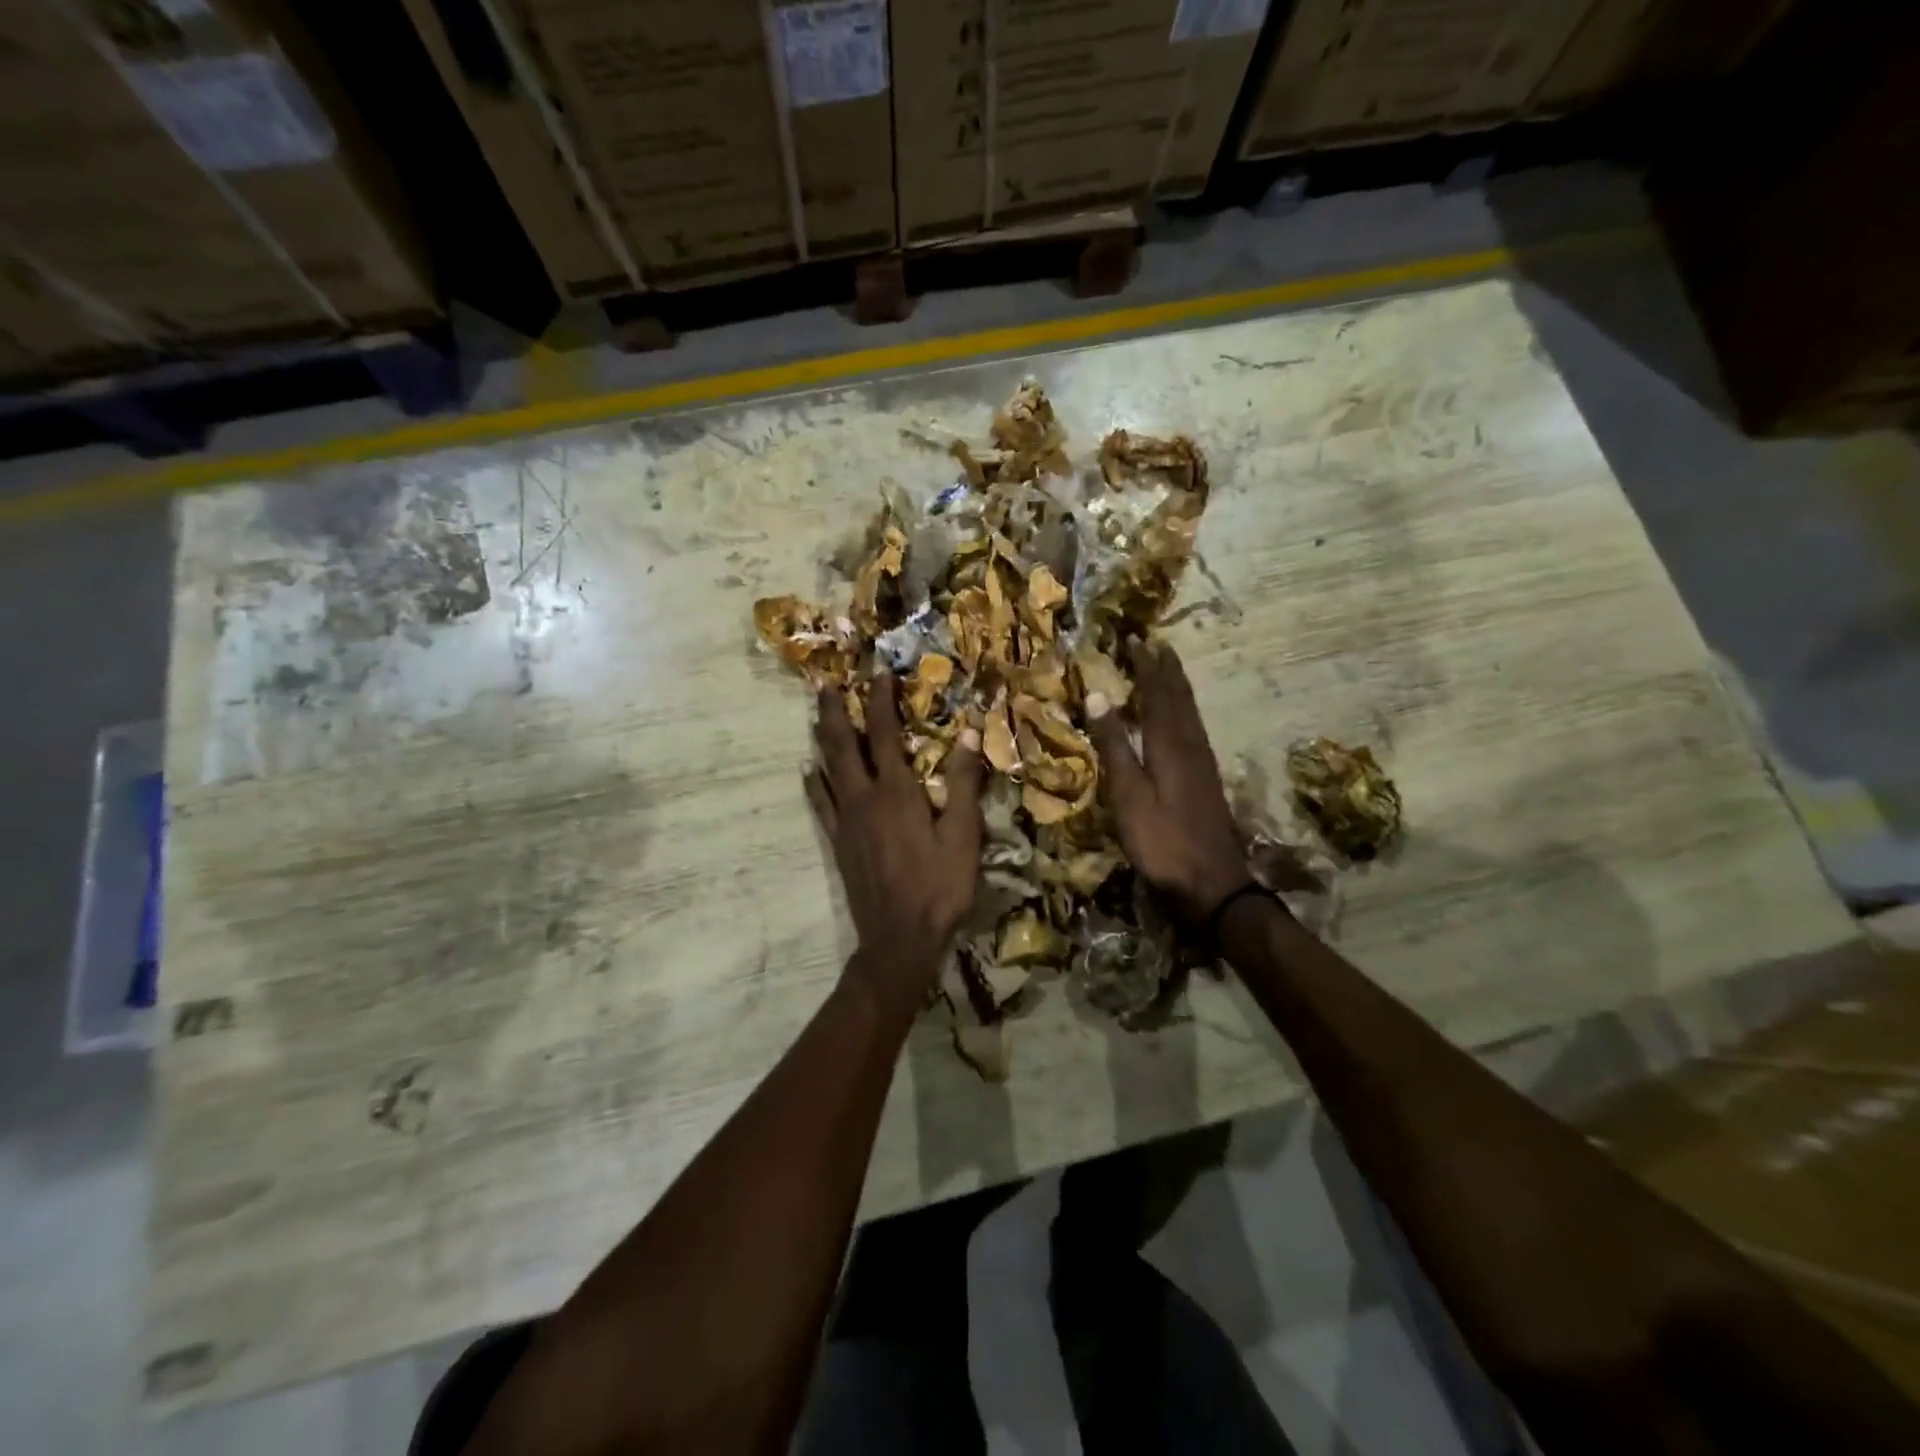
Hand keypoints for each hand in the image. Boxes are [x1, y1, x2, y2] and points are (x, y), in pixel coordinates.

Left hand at [806, 675, 983, 1007]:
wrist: (899, 939)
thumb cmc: (939, 887)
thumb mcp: (963, 835)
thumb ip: (962, 783)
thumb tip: (967, 733)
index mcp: (896, 792)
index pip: (882, 734)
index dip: (879, 702)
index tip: (878, 675)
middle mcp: (863, 798)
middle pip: (842, 744)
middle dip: (834, 711)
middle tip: (825, 683)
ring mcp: (845, 820)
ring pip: (827, 768)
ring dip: (821, 738)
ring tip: (815, 714)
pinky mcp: (838, 842)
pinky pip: (820, 803)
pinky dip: (814, 781)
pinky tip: (808, 769)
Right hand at [1087, 642, 1248, 922]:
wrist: (1213, 883)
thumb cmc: (1162, 840)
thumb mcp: (1128, 795)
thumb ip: (1115, 746)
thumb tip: (1098, 695)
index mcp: (1169, 743)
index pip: (1157, 692)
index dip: (1146, 665)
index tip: (1135, 639)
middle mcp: (1190, 744)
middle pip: (1179, 696)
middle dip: (1165, 669)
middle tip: (1155, 644)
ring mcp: (1203, 762)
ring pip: (1190, 712)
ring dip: (1177, 686)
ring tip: (1167, 668)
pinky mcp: (1206, 779)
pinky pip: (1193, 728)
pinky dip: (1183, 710)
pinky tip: (1180, 718)